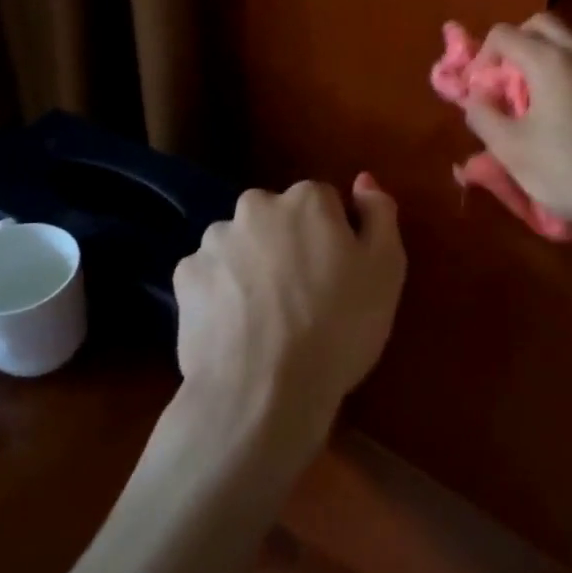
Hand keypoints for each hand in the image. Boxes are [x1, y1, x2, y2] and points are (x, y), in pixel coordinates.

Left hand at [173, 175, 405, 453]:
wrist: (264, 392)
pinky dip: (221, 293)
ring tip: (266, 317)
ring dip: (252, 265)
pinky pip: (210, 276)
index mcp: (307, 199)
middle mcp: (255, 206)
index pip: (325, 203)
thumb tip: (362, 180)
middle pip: (278, 218)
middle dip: (288, 244)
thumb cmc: (339, 328)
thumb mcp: (387, 270)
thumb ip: (379, 214)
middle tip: (303, 296)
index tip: (339, 275)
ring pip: (241, 245)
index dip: (334, 238)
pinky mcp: (184, 277)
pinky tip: (236, 327)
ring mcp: (214, 241)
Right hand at [463, 14, 571, 239]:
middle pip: (541, 25)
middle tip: (506, 80)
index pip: (504, 34)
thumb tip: (475, 97)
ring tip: (539, 92)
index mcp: (549, 61)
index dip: (482, 56)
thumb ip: (482, 116)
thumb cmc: (568, 172)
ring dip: (548, 53)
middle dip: (516, 44)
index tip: (480, 90)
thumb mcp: (510, 150)